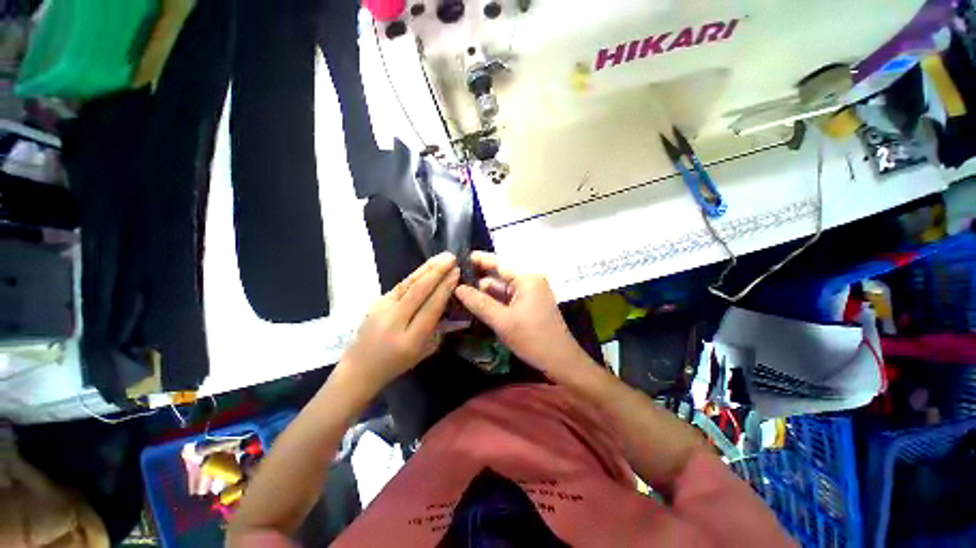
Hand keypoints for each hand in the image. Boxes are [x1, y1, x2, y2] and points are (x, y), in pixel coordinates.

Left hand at [338, 253, 459, 392]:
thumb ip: (437, 328)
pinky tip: (426, 267)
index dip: (445, 288)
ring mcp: (381, 309)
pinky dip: (416, 274)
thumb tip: (448, 302)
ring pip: (407, 284)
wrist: (359, 368)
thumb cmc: (396, 364)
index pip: (431, 307)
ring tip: (442, 257)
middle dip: (437, 272)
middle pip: (418, 291)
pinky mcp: (376, 302)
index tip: (456, 273)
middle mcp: (394, 322)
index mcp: (410, 340)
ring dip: (426, 268)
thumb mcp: (423, 352)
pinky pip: (400, 285)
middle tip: (452, 258)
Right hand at [454, 252, 583, 373]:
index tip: (456, 260)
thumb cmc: (533, 339)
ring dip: (483, 292)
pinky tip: (475, 304)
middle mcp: (528, 281)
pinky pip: (506, 298)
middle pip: (498, 275)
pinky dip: (493, 301)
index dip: (478, 260)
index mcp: (527, 278)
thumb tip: (457, 288)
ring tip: (459, 293)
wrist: (560, 361)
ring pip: (501, 288)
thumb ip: (479, 302)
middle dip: (477, 280)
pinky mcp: (527, 304)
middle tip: (452, 282)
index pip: (498, 262)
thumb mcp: (502, 321)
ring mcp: (529, 293)